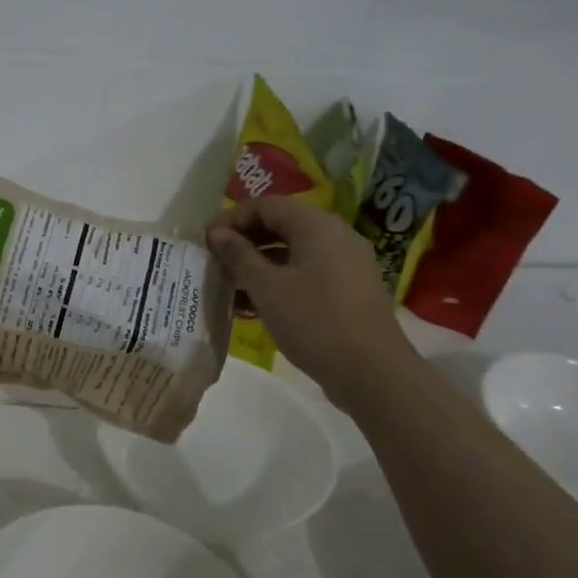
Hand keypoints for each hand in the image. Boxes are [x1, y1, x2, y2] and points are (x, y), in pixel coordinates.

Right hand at [205, 196, 408, 396]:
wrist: (372, 372)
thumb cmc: (314, 321)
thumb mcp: (266, 287)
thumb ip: (239, 255)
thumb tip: (217, 232)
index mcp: (317, 226)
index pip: (267, 205)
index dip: (232, 218)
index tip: (206, 240)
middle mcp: (336, 236)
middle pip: (282, 225)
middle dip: (245, 241)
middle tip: (215, 261)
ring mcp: (346, 264)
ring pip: (294, 252)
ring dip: (259, 264)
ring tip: (229, 287)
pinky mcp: (349, 290)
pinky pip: (307, 273)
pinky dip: (280, 281)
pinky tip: (256, 306)